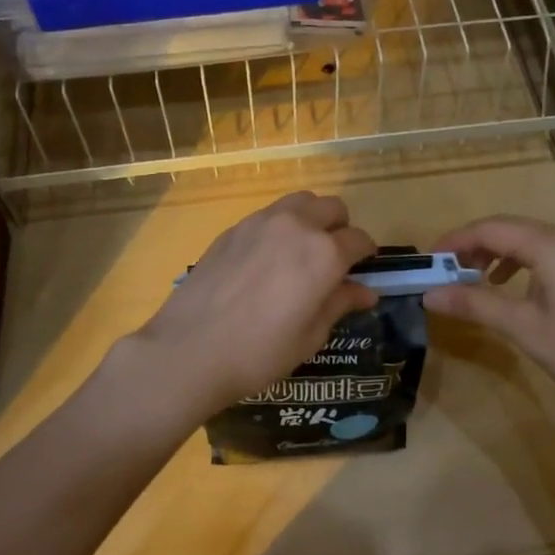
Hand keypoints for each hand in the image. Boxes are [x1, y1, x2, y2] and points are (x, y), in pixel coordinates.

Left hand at [130, 192, 376, 418]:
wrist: (189, 350)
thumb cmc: (259, 353)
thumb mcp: (310, 336)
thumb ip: (339, 303)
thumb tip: (366, 291)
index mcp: (324, 253)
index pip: (359, 239)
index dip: (366, 255)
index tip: (363, 270)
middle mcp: (297, 226)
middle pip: (332, 208)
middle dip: (340, 228)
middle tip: (333, 259)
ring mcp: (261, 222)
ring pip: (300, 202)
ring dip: (310, 218)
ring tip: (301, 250)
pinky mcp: (233, 228)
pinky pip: (269, 214)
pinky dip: (280, 226)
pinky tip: (267, 258)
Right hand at [424, 215, 554, 419]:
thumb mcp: (522, 327)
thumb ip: (474, 304)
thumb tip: (429, 294)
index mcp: (552, 247)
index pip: (493, 229)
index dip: (457, 240)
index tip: (430, 260)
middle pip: (510, 228)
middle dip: (474, 245)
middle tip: (446, 270)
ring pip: (529, 238)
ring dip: (496, 252)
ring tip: (471, 277)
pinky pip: (546, 251)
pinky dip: (520, 261)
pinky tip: (508, 284)